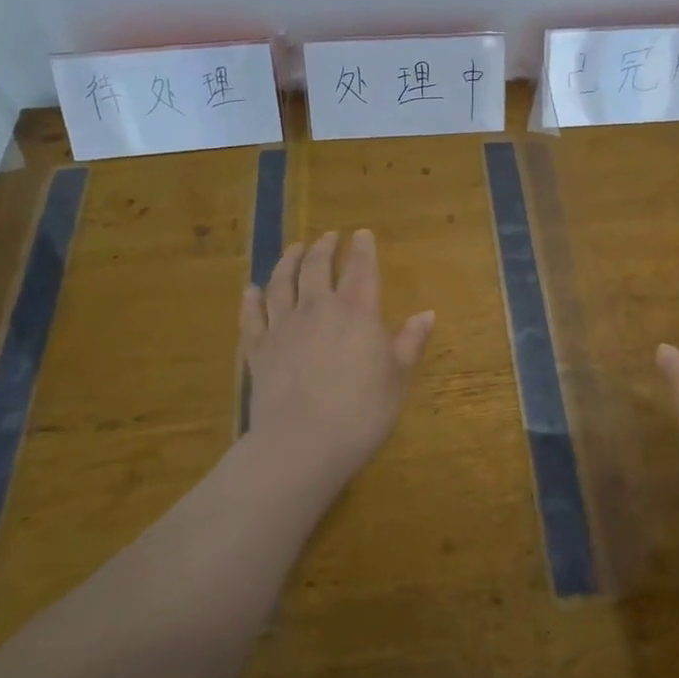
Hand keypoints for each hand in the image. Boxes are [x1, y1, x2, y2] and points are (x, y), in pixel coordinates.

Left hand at [240, 229, 433, 497]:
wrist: (302, 444)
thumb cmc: (362, 411)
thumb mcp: (399, 378)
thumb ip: (411, 342)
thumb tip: (427, 313)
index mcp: (357, 311)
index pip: (361, 268)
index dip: (362, 248)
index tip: (362, 233)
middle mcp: (317, 308)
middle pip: (316, 266)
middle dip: (323, 247)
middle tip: (328, 236)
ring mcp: (283, 327)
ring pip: (282, 283)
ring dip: (288, 261)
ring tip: (294, 248)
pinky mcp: (258, 350)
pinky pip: (253, 317)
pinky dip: (252, 300)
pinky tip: (251, 290)